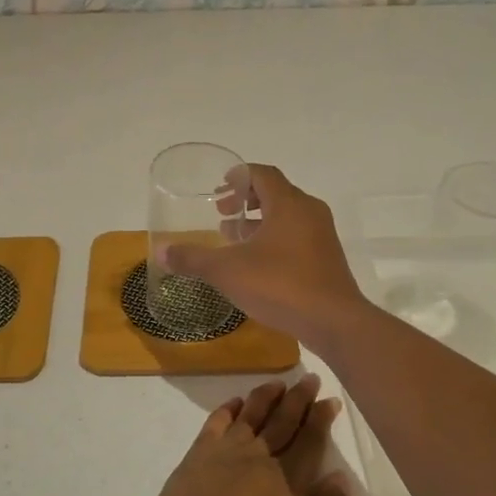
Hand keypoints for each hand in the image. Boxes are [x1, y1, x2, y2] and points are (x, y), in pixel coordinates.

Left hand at [129, 376, 349, 495]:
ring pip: (247, 417)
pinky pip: (212, 426)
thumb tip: (338, 478)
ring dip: (264, 398)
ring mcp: (219, 460)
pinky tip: (234, 404)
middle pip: (281, 422)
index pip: (309, 442)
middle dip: (298, 399)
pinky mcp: (190, 465)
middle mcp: (256, 462)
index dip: (320, 419)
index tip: (329, 400)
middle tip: (309, 379)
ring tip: (277, 384)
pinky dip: (226, 411)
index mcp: (288, 486)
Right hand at [159, 164, 369, 348]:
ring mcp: (321, 236)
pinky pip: (296, 236)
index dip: (239, 176)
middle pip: (276, 193)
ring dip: (259, 221)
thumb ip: (193, 258)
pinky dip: (274, 238)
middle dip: (246, 200)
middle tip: (221, 214)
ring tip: (233, 237)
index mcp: (288, 204)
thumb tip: (161, 251)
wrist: (334, 321)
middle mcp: (309, 212)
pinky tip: (256, 263)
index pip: (263, 174)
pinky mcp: (326, 258)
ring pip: (287, 216)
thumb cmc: (280, 285)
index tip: (219, 188)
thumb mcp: (228, 271)